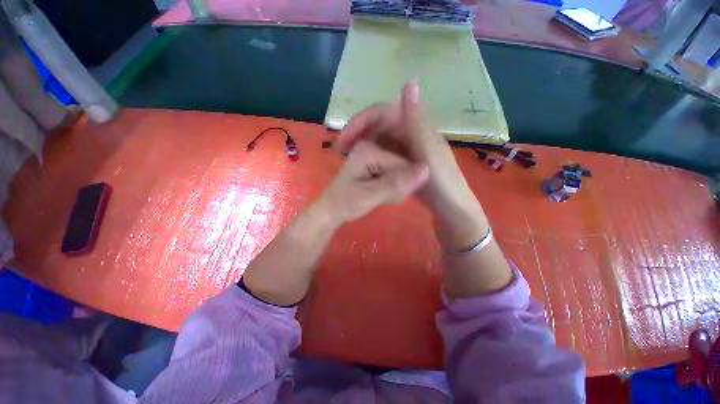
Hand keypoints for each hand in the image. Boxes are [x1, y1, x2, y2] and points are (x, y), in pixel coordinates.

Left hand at [319, 140, 428, 224]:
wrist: (332, 211)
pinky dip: (394, 187)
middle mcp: (373, 146)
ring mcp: (375, 154)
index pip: (402, 163)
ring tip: (384, 197)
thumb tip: (426, 170)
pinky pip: (395, 173)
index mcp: (369, 149)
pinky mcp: (376, 164)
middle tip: (386, 197)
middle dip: (399, 185)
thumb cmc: (346, 203)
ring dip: (397, 187)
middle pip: (402, 164)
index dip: (404, 182)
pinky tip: (386, 195)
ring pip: (400, 170)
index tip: (394, 197)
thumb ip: (396, 184)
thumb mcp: (371, 196)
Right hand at [335, 81, 482, 226]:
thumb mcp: (428, 153)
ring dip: (361, 143)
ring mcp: (406, 149)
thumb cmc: (442, 183)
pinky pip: (382, 153)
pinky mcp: (402, 163)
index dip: (362, 120)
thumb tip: (410, 82)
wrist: (450, 210)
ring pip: (378, 139)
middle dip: (357, 133)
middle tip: (340, 149)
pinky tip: (359, 163)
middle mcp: (410, 134)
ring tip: (345, 156)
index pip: (383, 113)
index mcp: (416, 128)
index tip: (344, 136)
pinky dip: (369, 155)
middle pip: (378, 125)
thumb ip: (417, 122)